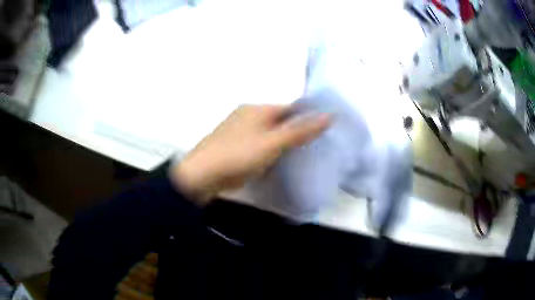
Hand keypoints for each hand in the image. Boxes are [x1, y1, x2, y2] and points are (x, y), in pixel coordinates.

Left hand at [170, 104, 330, 204]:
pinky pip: (260, 146)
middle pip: (280, 121)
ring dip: (284, 144)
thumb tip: (329, 115)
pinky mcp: (236, 148)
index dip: (307, 118)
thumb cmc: (238, 155)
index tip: (324, 131)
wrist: (202, 176)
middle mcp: (248, 116)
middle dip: (297, 132)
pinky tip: (280, 163)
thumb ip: (300, 130)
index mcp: (256, 109)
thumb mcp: (273, 143)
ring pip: (270, 135)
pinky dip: (271, 153)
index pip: (290, 108)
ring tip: (304, 156)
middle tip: (317, 146)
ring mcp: (240, 132)